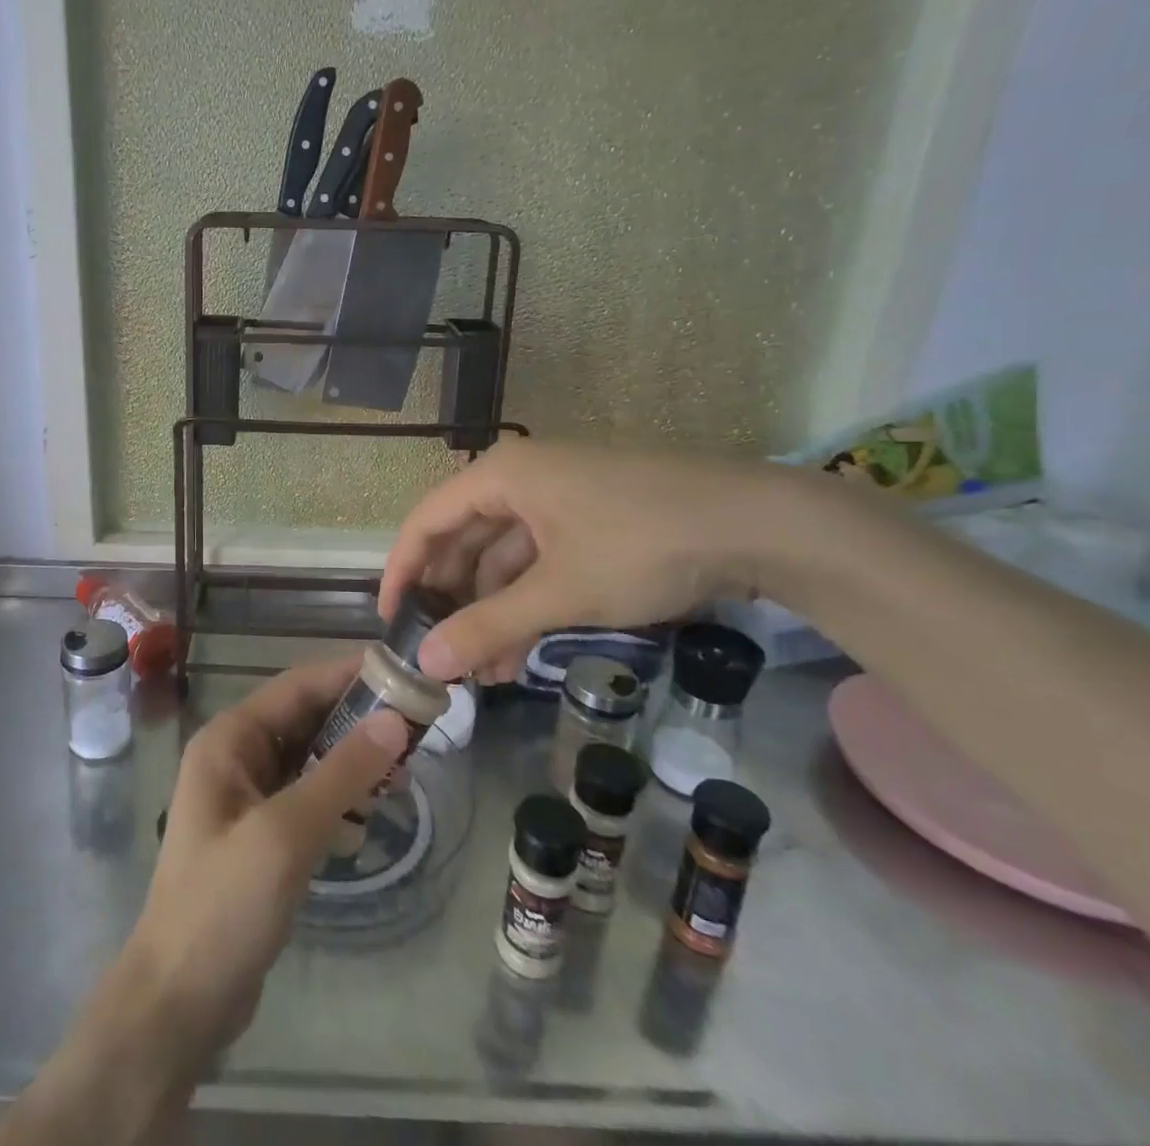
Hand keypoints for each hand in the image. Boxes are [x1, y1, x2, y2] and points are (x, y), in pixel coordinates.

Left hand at [123, 657, 407, 1052]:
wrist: (179, 1000)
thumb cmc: (224, 905)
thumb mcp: (286, 833)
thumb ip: (341, 773)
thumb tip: (394, 720)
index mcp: (229, 739)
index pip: (296, 686)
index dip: (347, 674)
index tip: (402, 671)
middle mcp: (236, 756)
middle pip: (305, 718)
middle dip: (357, 719)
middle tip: (417, 723)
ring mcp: (248, 796)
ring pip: (310, 757)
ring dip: (352, 758)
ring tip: (404, 768)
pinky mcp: (262, 833)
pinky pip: (307, 794)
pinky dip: (340, 795)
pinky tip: (371, 810)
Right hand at [379, 439, 776, 681]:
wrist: (759, 524)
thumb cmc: (641, 545)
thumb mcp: (559, 592)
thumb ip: (489, 626)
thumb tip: (426, 663)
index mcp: (501, 476)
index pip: (426, 521)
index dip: (402, 572)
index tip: (390, 621)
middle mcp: (521, 479)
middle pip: (464, 540)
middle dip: (453, 601)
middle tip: (441, 654)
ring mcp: (559, 499)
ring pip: (505, 557)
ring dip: (493, 612)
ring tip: (487, 672)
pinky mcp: (591, 520)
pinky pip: (540, 561)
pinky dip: (529, 602)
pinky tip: (525, 650)